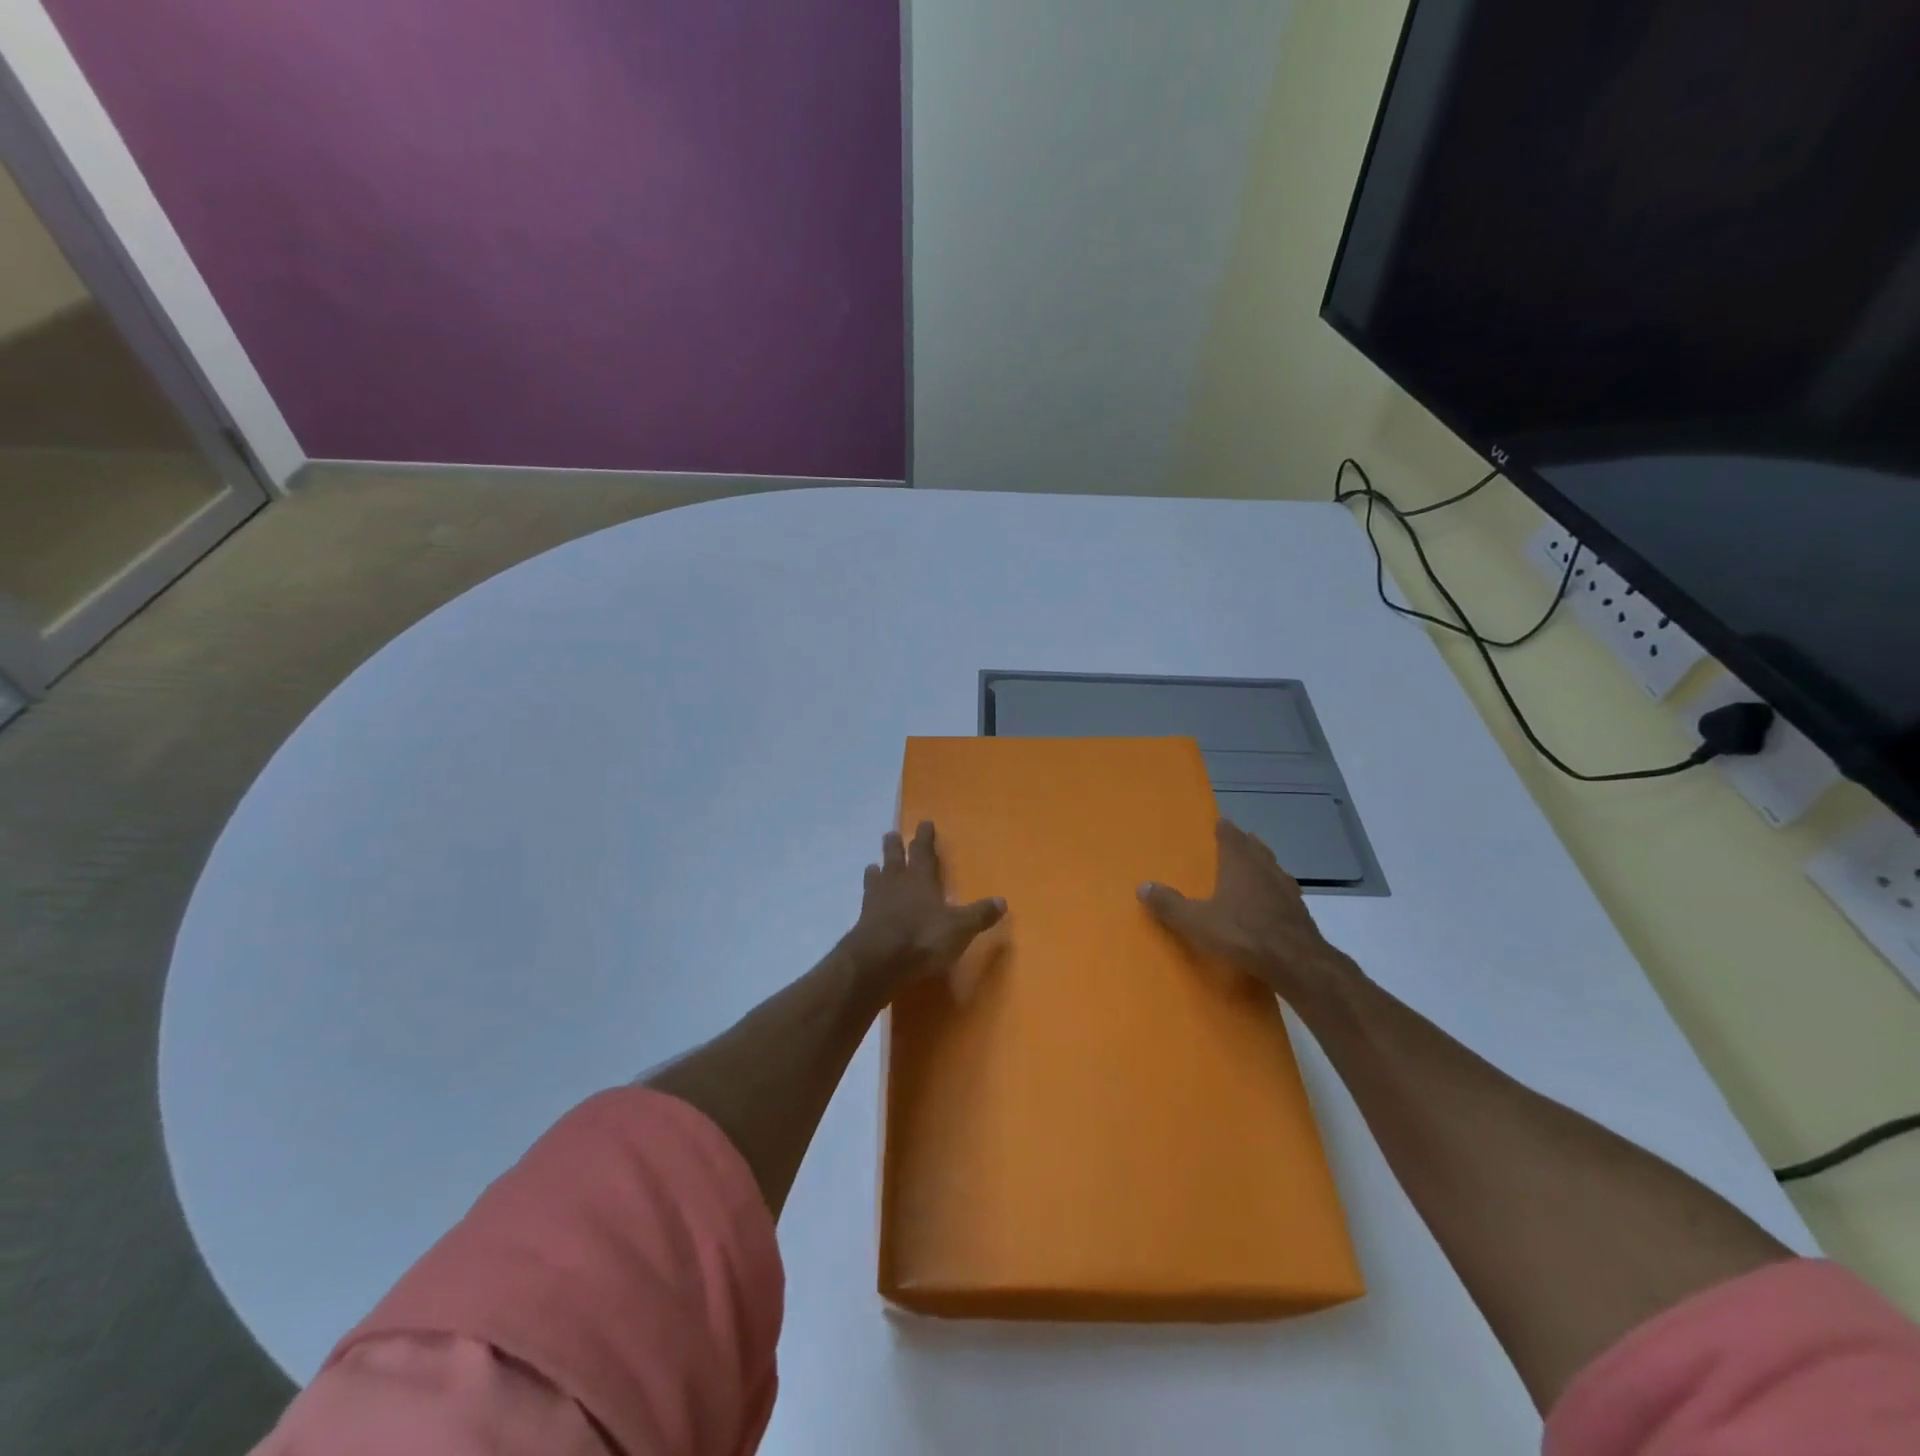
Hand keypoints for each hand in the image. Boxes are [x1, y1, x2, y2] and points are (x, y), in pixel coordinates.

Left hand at [842, 822, 1005, 998]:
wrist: (878, 961)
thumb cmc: (922, 938)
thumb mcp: (959, 928)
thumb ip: (979, 914)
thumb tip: (1002, 901)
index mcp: (921, 879)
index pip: (924, 852)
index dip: (925, 837)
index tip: (924, 823)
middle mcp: (896, 884)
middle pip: (894, 859)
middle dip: (895, 846)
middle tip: (891, 835)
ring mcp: (876, 901)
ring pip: (876, 878)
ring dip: (877, 869)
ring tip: (873, 865)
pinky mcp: (862, 921)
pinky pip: (866, 901)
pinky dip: (868, 896)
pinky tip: (867, 900)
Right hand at [1138, 818, 1358, 1007]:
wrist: (1296, 962)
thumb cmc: (1242, 934)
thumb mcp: (1196, 921)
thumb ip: (1169, 904)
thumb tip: (1142, 886)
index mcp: (1239, 864)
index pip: (1231, 837)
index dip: (1225, 829)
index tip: (1221, 822)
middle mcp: (1265, 869)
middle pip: (1256, 848)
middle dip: (1245, 843)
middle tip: (1237, 840)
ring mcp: (1287, 890)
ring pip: (1273, 868)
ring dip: (1263, 865)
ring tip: (1255, 868)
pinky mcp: (1300, 912)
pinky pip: (1284, 892)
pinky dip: (1275, 891)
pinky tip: (1272, 902)